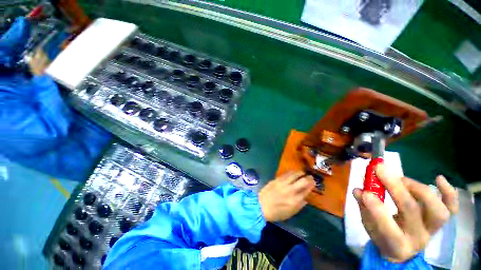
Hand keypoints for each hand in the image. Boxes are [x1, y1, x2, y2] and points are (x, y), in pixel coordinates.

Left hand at [258, 171, 314, 221]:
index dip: (311, 185)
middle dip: (308, 178)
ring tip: (303, 173)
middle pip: (303, 181)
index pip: (306, 190)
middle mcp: (290, 190)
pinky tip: (294, 172)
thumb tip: (305, 198)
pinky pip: (286, 173)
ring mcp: (283, 183)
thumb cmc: (276, 212)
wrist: (261, 205)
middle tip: (310, 177)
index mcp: (295, 200)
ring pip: (294, 175)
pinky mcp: (277, 179)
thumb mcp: (290, 213)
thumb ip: (299, 205)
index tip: (313, 183)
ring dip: (300, 173)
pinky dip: (292, 172)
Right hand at [353, 164, 457, 262]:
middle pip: (412, 211)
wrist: (403, 249)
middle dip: (394, 187)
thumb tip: (358, 190)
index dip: (376, 208)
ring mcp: (433, 229)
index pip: (388, 228)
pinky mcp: (440, 221)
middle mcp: (418, 238)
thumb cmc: (382, 237)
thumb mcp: (368, 226)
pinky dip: (449, 192)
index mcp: (397, 244)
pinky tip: (438, 178)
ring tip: (402, 179)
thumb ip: (364, 208)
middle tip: (379, 169)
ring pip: (437, 210)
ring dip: (418, 189)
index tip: (364, 191)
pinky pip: (452, 207)